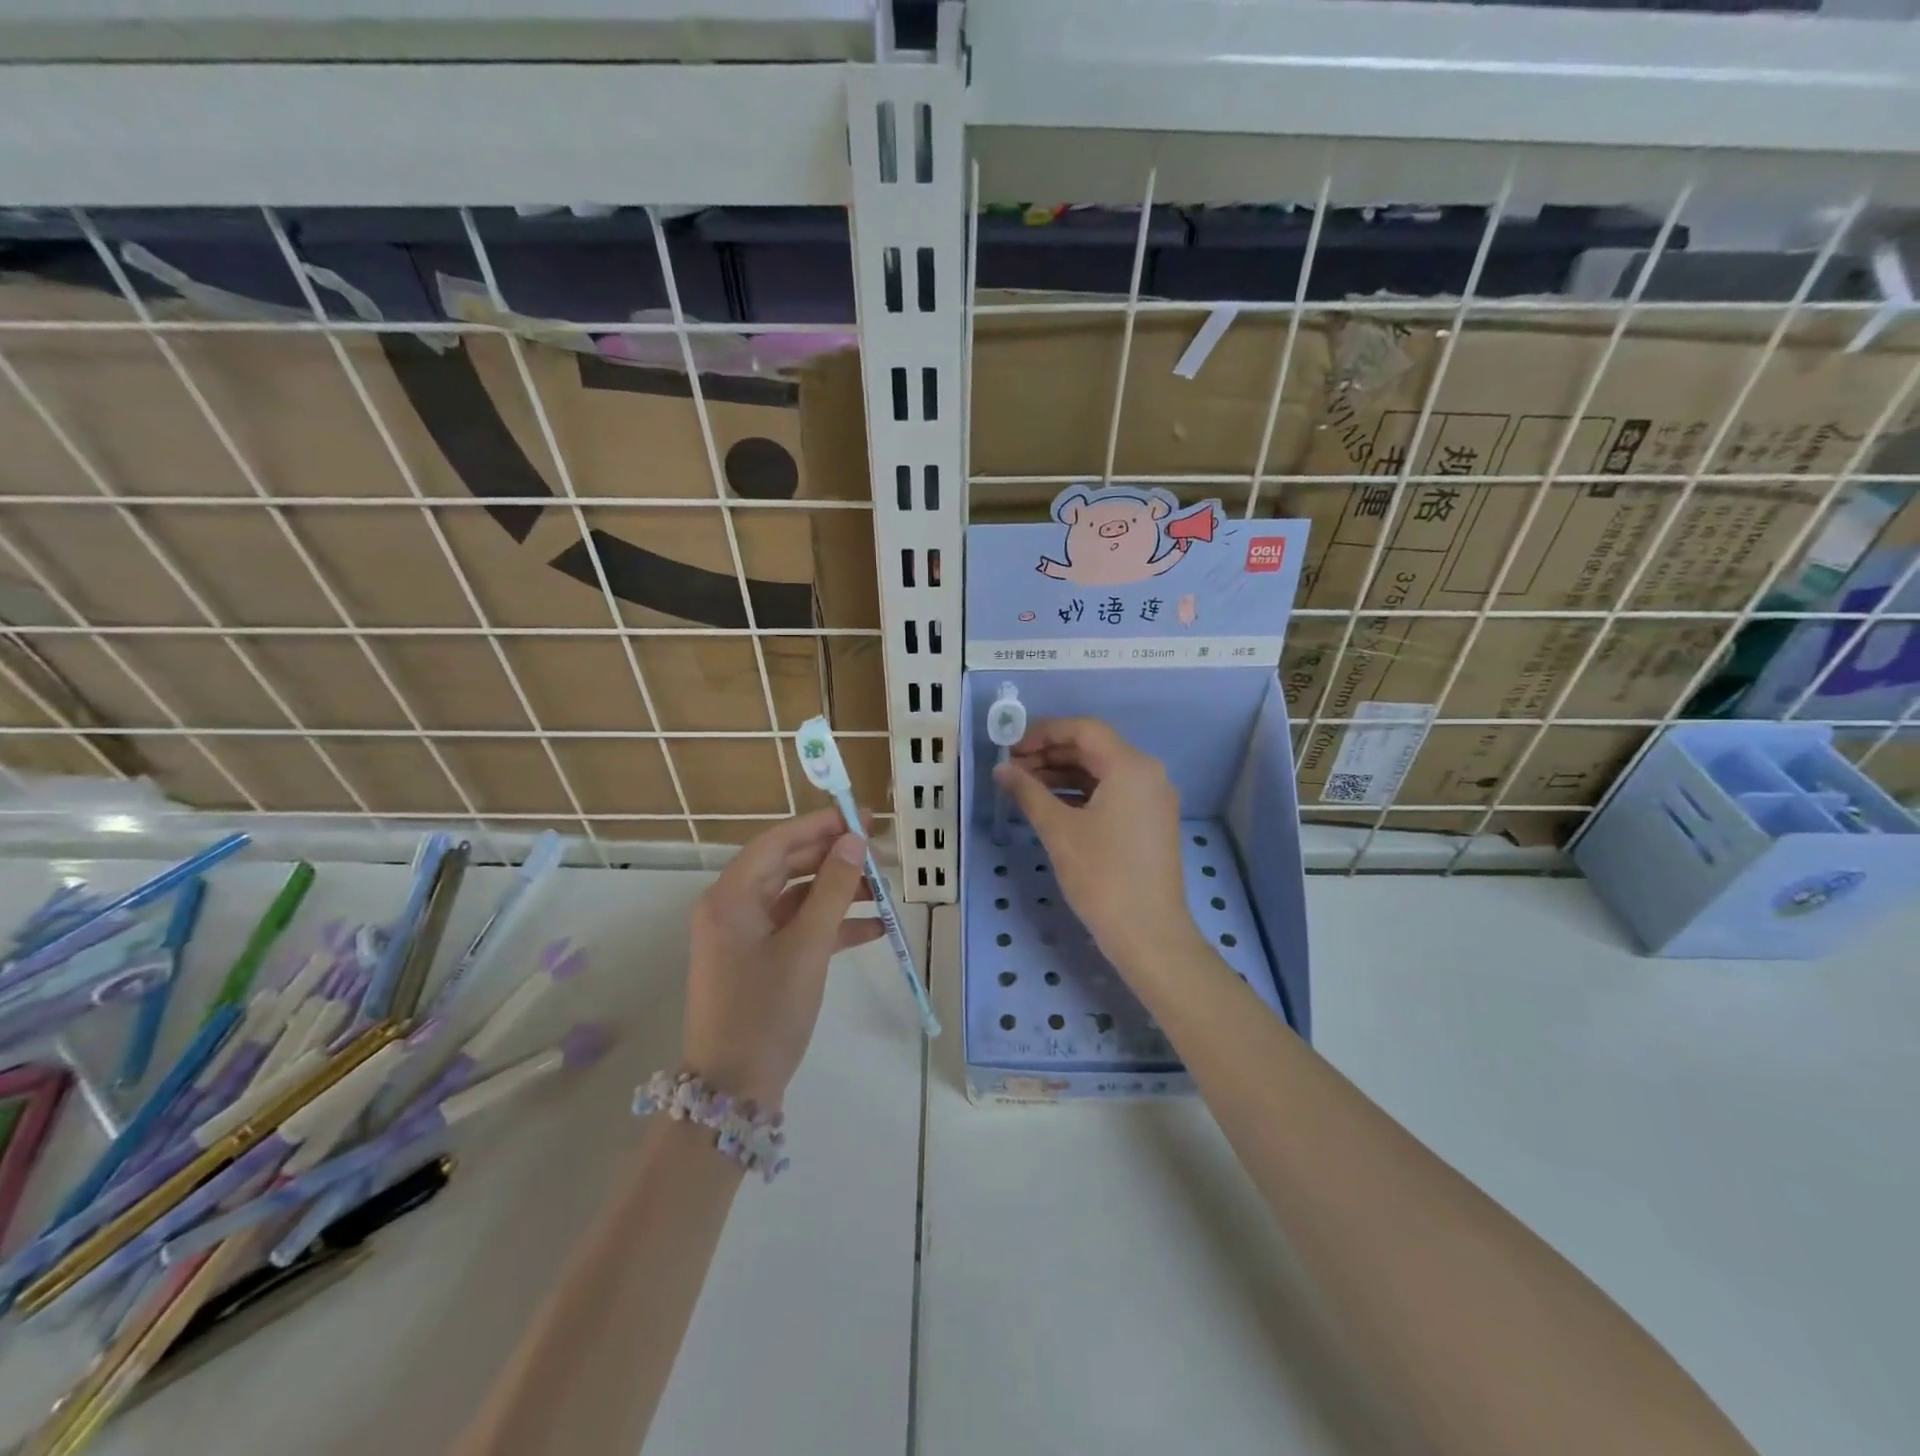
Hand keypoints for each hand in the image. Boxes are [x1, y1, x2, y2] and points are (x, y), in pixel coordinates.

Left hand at [681, 809, 880, 1110]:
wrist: (732, 1092)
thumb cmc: (765, 1012)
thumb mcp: (806, 948)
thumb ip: (833, 890)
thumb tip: (854, 841)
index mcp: (731, 897)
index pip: (777, 842)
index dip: (819, 825)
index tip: (860, 816)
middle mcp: (733, 908)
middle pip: (787, 866)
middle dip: (834, 859)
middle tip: (879, 853)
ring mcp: (745, 936)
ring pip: (796, 897)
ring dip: (838, 892)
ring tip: (884, 891)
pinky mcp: (760, 961)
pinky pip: (798, 928)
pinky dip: (831, 925)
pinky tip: (873, 929)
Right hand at [994, 717, 1200, 983]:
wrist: (1149, 934)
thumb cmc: (1102, 877)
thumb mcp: (1059, 831)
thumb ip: (1028, 792)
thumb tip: (1002, 769)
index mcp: (1131, 766)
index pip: (1084, 729)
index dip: (1044, 732)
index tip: (1010, 746)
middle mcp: (1148, 773)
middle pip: (1093, 748)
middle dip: (1050, 754)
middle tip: (1011, 768)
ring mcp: (1152, 798)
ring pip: (1101, 771)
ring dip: (1062, 774)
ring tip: (1023, 787)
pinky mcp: (1149, 821)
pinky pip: (1111, 792)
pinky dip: (1080, 793)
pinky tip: (1049, 805)